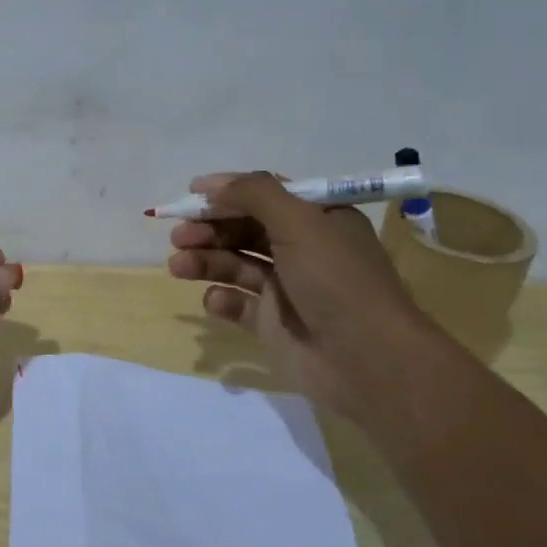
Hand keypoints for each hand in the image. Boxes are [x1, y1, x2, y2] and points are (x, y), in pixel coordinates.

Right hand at [166, 172, 436, 418]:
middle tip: (179, 236)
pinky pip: (239, 304)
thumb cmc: (337, 281)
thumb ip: (254, 194)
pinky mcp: (273, 323)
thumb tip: (211, 184)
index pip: (266, 195)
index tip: (191, 194)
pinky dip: (223, 299)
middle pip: (244, 229)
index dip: (229, 192)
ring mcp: (286, 288)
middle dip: (210, 229)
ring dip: (206, 261)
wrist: (368, 361)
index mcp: (318, 219)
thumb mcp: (300, 223)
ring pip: (236, 265)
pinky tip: (216, 301)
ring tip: (179, 266)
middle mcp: (302, 249)